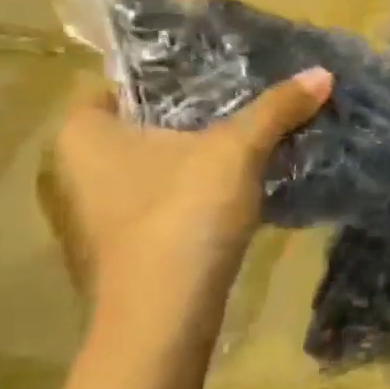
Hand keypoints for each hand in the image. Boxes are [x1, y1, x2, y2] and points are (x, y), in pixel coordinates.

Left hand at [40, 69, 331, 325]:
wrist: (161, 316)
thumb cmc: (182, 215)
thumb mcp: (237, 151)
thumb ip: (276, 109)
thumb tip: (322, 72)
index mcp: (78, 133)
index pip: (118, 84)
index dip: (168, 76)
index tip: (217, 77)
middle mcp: (67, 170)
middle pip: (137, 128)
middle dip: (188, 121)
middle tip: (241, 110)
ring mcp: (86, 216)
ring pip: (146, 170)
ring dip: (190, 163)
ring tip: (244, 152)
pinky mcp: (113, 250)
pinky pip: (153, 205)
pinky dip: (186, 197)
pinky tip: (228, 200)